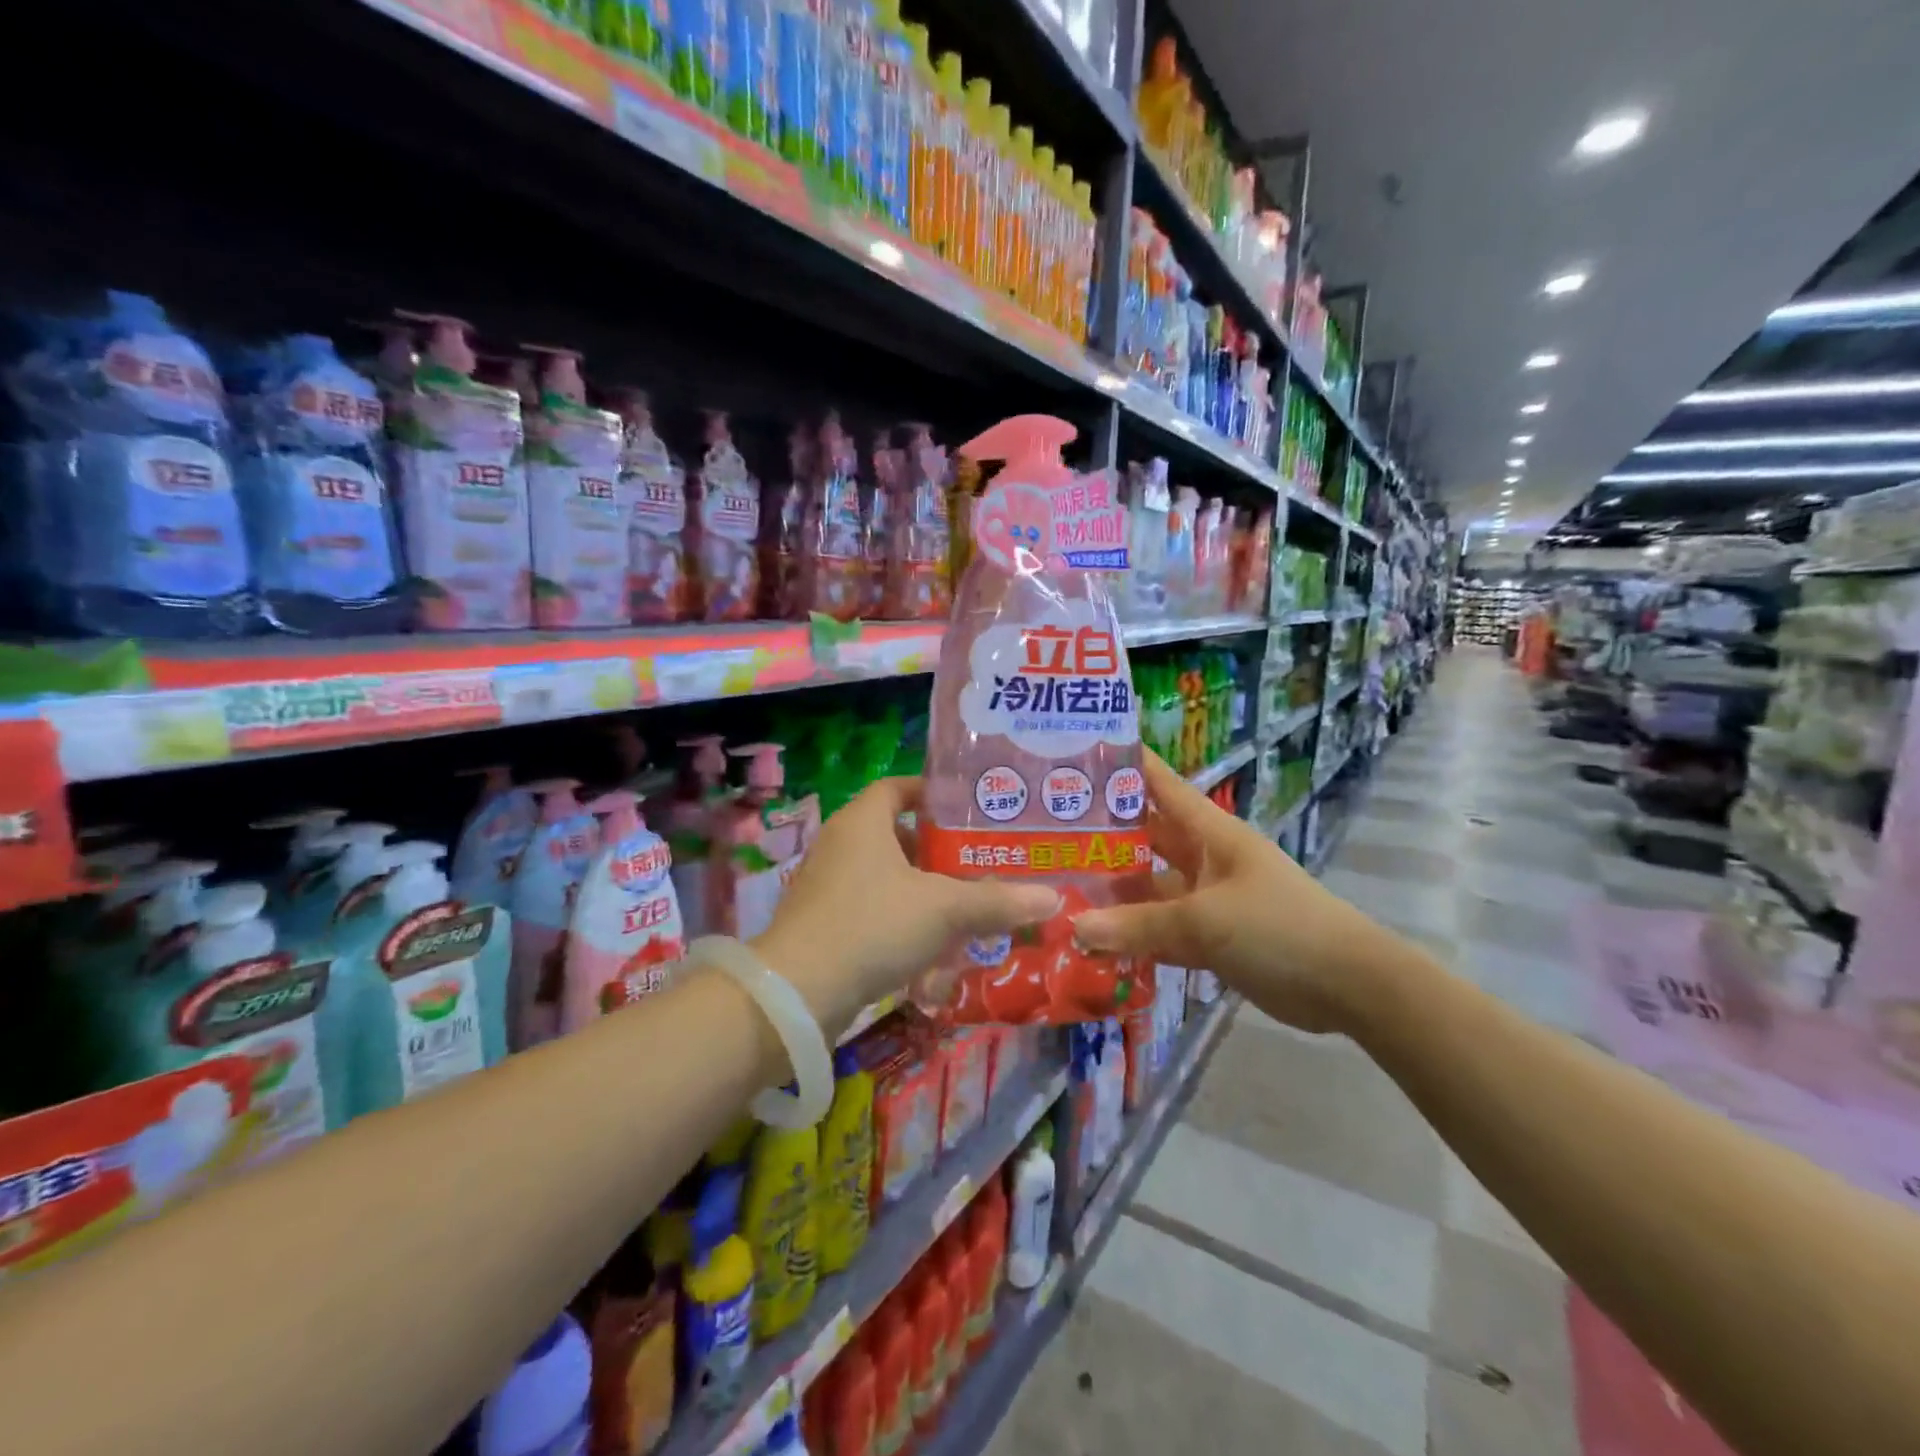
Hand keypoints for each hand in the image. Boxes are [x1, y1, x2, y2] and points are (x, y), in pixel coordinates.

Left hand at [753, 777, 1059, 1033]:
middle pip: (896, 834)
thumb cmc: (872, 926)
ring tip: (963, 909)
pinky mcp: (822, 923)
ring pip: (887, 877)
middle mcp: (840, 845)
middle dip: (938, 851)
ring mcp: (827, 885)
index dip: (932, 793)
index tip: (969, 809)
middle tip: (979, 864)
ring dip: (923, 892)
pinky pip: (872, 910)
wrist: (797, 994)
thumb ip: (996, 902)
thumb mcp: (943, 910)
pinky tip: (930, 951)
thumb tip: (1050, 897)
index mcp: (862, 822)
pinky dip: (901, 922)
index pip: (898, 787)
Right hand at [1069, 752, 1395, 1033]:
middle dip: (1102, 835)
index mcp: (1209, 831)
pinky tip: (1092, 941)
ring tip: (1057, 889)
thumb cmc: (1278, 927)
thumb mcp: (1205, 920)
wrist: (1347, 985)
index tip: (1076, 753)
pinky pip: (1160, 931)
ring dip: (1112, 892)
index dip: (1124, 765)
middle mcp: (1203, 858)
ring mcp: (1205, 899)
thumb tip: (1075, 927)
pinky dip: (1132, 936)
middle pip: (1145, 837)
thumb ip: (1139, 925)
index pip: (1160, 784)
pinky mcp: (1209, 938)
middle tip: (1044, 832)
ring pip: (1148, 888)